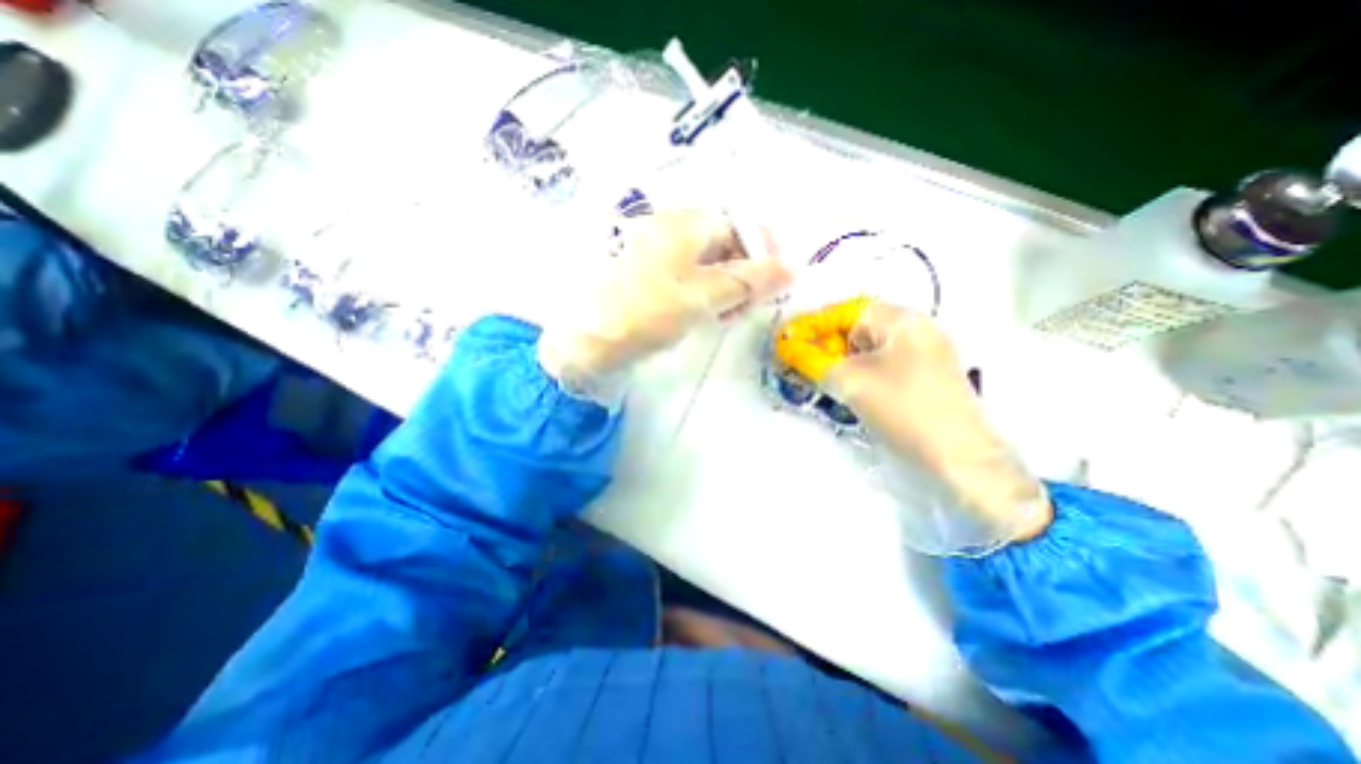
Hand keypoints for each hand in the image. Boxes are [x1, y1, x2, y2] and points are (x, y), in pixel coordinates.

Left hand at [537, 208, 792, 406]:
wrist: (583, 342)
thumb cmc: (644, 313)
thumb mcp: (701, 296)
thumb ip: (748, 282)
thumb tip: (792, 268)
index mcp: (682, 224)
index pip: (737, 226)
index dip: (763, 251)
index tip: (777, 282)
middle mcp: (669, 231)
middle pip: (723, 245)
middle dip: (744, 274)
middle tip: (748, 307)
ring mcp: (656, 255)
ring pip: (707, 265)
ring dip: (726, 288)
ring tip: (727, 316)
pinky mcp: (648, 279)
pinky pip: (687, 279)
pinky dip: (704, 295)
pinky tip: (706, 315)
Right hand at [777, 299, 1051, 554]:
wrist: (960, 458)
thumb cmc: (903, 409)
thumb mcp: (851, 382)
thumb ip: (813, 361)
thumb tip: (786, 347)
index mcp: (902, 320)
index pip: (846, 311)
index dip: (813, 325)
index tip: (788, 343)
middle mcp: (916, 329)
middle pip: (858, 329)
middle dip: (827, 345)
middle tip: (803, 365)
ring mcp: (926, 353)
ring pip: (869, 349)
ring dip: (842, 361)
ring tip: (822, 379)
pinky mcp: (926, 377)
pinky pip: (883, 365)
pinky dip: (861, 373)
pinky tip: (850, 390)